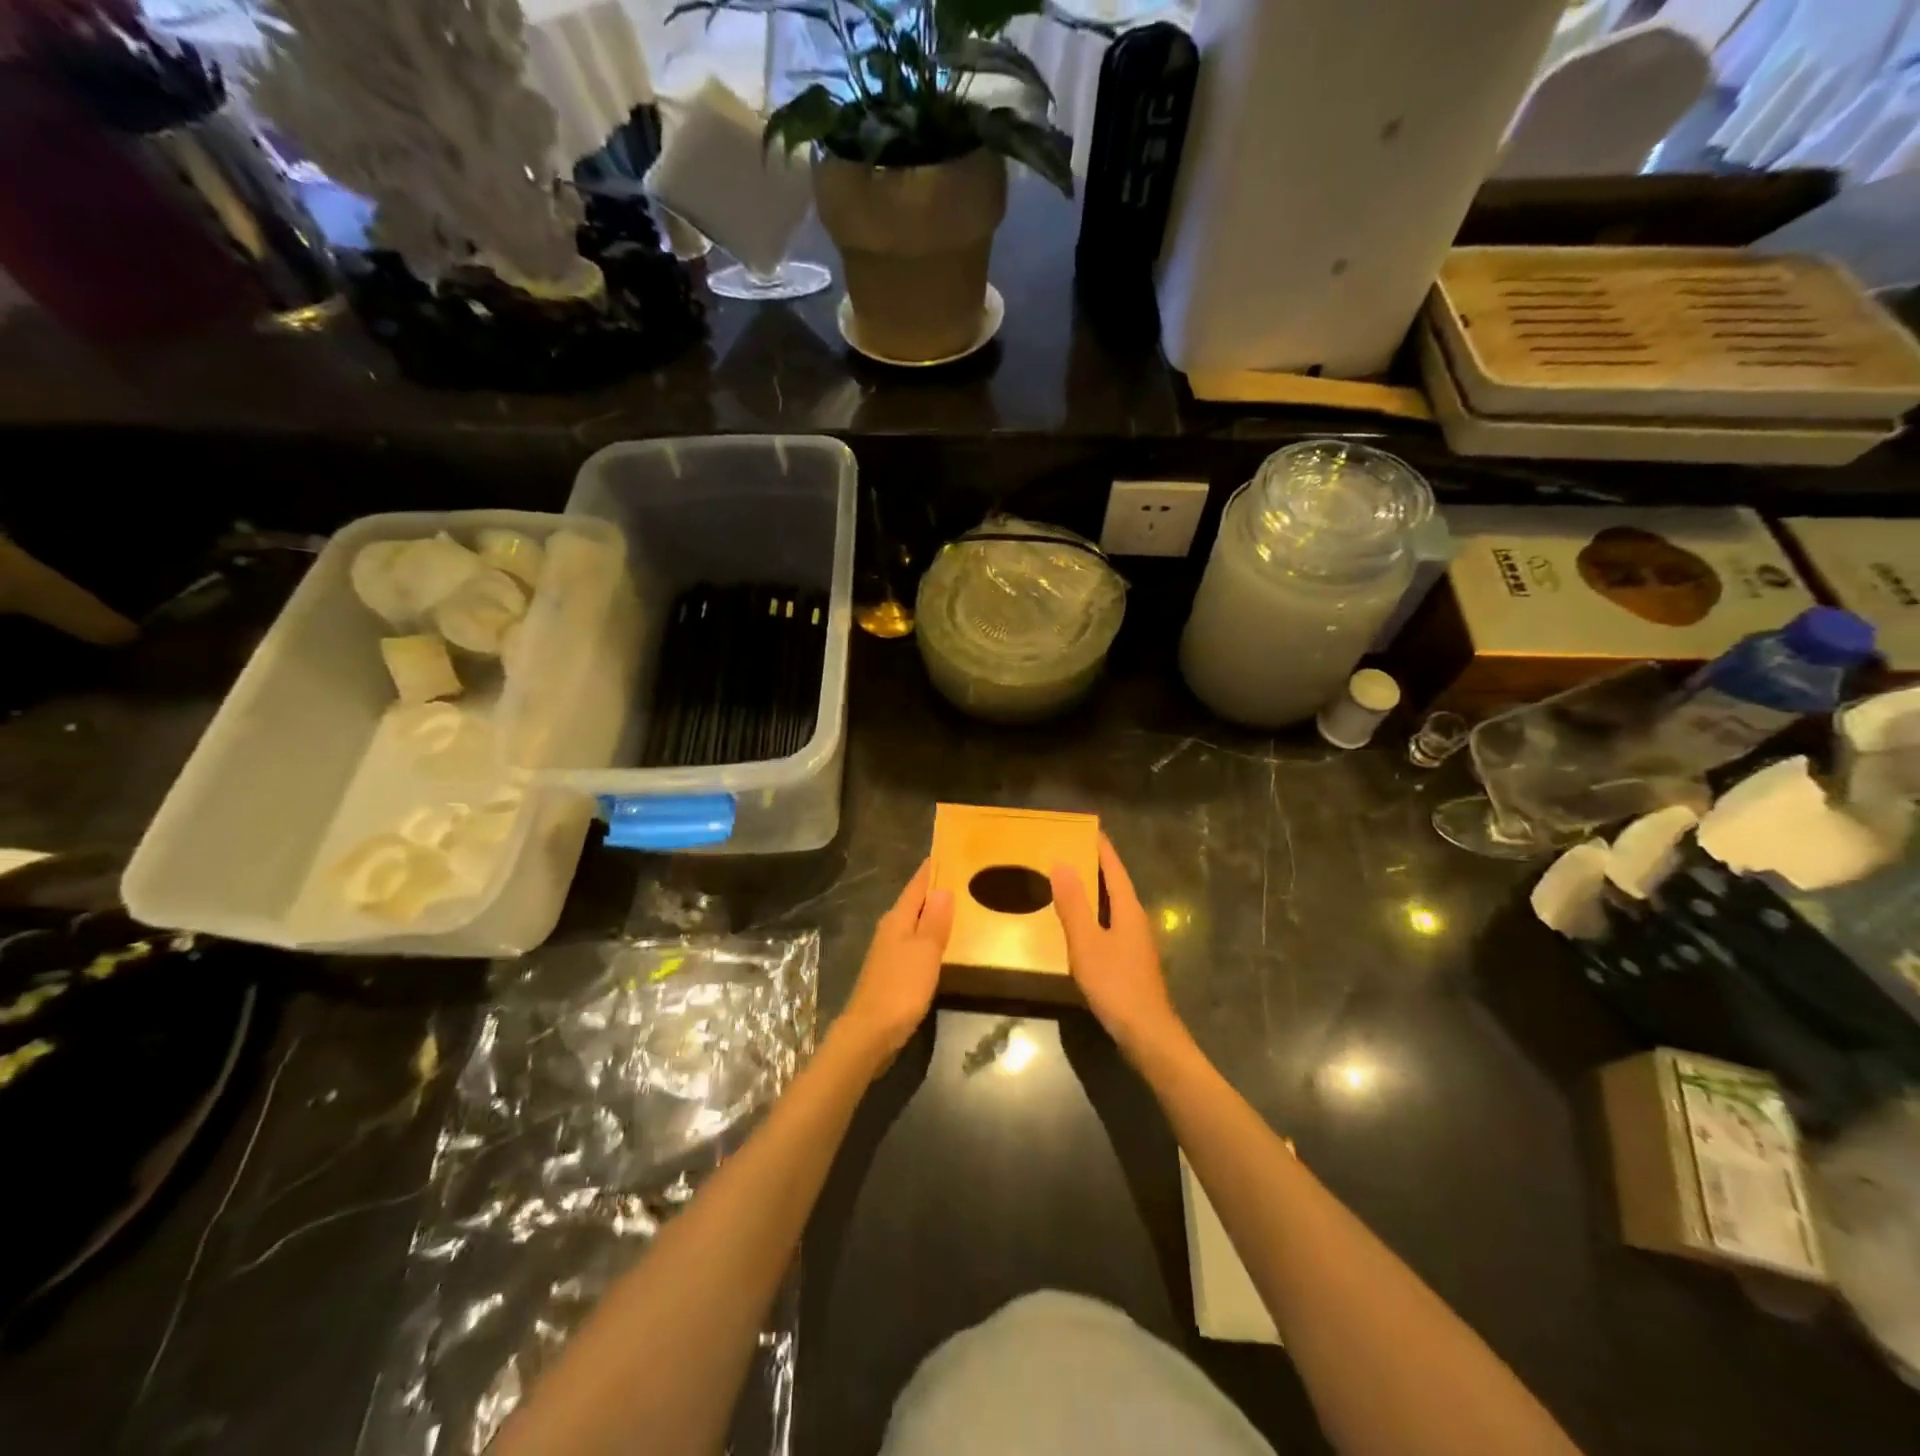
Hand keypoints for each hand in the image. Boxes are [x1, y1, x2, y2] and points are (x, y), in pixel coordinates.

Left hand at [833, 859, 953, 1070]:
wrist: (870, 1034)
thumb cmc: (900, 989)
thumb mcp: (924, 952)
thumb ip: (934, 920)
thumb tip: (943, 887)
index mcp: (897, 918)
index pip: (918, 884)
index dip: (933, 868)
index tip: (951, 851)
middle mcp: (890, 929)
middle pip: (915, 901)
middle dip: (936, 889)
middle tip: (966, 878)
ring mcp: (889, 951)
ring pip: (915, 922)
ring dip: (933, 914)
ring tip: (961, 906)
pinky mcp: (892, 972)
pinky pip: (915, 943)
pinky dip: (930, 937)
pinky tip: (943, 943)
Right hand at [1051, 835, 1184, 1059]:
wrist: (1147, 1034)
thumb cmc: (1116, 985)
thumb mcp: (1087, 943)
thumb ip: (1073, 904)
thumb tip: (1062, 862)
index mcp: (1128, 909)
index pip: (1114, 868)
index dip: (1101, 848)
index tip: (1087, 827)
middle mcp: (1136, 919)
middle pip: (1115, 884)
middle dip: (1096, 866)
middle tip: (1069, 849)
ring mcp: (1136, 942)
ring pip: (1114, 905)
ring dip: (1094, 890)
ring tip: (1068, 880)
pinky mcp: (1131, 961)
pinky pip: (1111, 924)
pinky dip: (1095, 914)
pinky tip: (1079, 924)